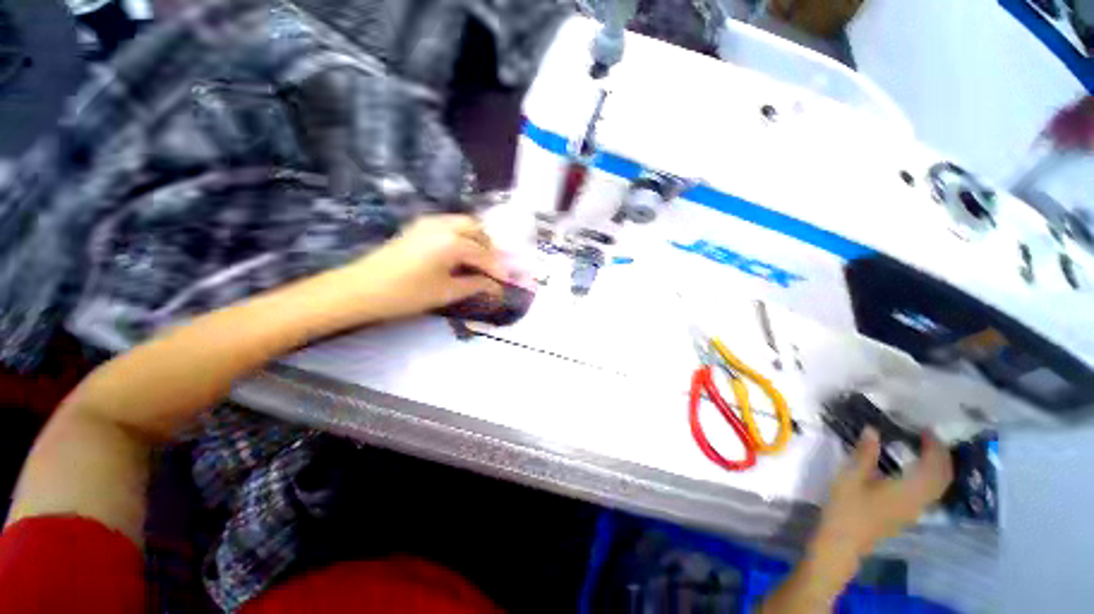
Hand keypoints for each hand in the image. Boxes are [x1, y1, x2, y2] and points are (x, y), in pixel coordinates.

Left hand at [337, 215, 506, 322]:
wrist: (361, 289)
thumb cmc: (407, 294)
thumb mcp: (447, 292)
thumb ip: (476, 285)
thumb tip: (496, 286)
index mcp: (452, 241)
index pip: (484, 254)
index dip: (498, 269)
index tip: (506, 282)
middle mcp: (443, 225)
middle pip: (477, 230)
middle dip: (489, 248)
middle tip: (493, 268)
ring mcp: (429, 222)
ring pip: (463, 224)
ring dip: (476, 240)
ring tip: (479, 262)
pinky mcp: (419, 226)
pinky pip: (449, 226)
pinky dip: (462, 237)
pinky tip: (460, 254)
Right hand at [813, 428, 953, 560]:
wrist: (843, 541)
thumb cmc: (846, 508)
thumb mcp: (850, 477)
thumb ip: (864, 454)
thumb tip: (873, 430)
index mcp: (908, 490)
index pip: (934, 466)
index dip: (935, 447)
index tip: (925, 429)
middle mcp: (919, 500)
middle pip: (943, 477)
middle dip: (941, 455)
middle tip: (929, 437)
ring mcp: (915, 510)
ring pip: (939, 486)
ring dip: (939, 466)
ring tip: (925, 450)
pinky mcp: (908, 514)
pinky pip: (930, 492)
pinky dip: (931, 476)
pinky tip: (915, 470)